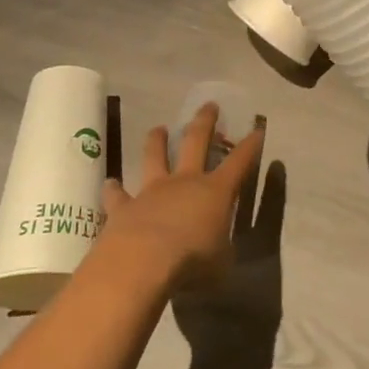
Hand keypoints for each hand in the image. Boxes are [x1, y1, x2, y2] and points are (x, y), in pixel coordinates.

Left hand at [98, 102, 265, 292]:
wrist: (142, 263)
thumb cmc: (192, 261)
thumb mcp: (221, 262)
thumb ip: (221, 250)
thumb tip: (219, 251)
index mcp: (216, 191)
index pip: (240, 161)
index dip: (251, 145)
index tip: (257, 128)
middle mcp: (185, 182)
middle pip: (196, 142)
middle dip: (205, 122)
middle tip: (209, 105)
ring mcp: (152, 191)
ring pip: (154, 156)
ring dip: (157, 141)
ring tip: (159, 128)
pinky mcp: (123, 207)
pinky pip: (117, 194)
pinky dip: (114, 188)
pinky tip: (110, 183)